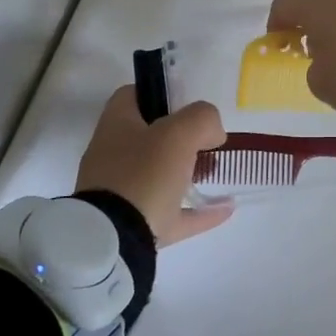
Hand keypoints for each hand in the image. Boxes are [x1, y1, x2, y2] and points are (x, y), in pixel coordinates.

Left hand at [75, 86, 232, 245]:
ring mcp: (120, 194)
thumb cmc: (143, 175)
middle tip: (206, 140)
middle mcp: (112, 156)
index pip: (131, 95)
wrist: (114, 242)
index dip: (159, 93)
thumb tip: (212, 132)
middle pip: (147, 137)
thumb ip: (202, 119)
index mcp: (116, 126)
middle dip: (179, 137)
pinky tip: (223, 208)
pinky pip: (170, 214)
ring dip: (187, 174)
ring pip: (157, 176)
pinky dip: (196, 211)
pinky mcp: (132, 227)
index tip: (186, 103)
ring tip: (215, 172)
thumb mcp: (179, 134)